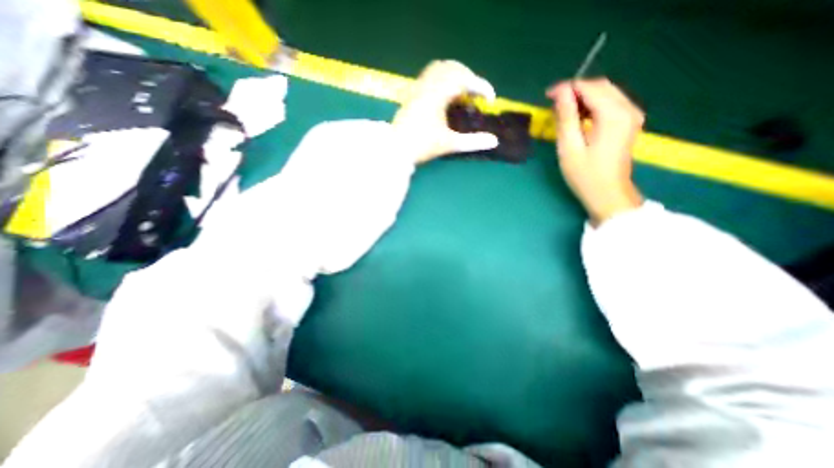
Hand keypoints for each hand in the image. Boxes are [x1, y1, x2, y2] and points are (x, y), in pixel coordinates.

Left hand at [394, 60, 497, 161]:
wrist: (396, 150)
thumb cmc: (422, 146)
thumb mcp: (449, 144)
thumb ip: (473, 142)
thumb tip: (494, 141)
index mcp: (438, 94)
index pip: (465, 79)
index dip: (482, 87)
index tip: (491, 100)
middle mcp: (427, 85)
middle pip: (453, 67)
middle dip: (469, 77)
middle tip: (476, 94)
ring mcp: (417, 88)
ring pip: (438, 68)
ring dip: (454, 75)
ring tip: (461, 93)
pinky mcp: (411, 94)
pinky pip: (428, 76)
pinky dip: (441, 79)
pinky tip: (444, 97)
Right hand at [549, 77, 644, 224]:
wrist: (608, 193)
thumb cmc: (585, 174)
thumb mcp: (569, 147)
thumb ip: (566, 117)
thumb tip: (560, 92)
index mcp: (614, 115)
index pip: (590, 88)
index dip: (567, 88)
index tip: (547, 95)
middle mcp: (628, 109)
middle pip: (601, 86)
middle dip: (575, 90)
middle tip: (553, 103)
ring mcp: (632, 115)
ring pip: (606, 93)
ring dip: (583, 98)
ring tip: (562, 111)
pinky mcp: (629, 122)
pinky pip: (610, 103)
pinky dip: (592, 105)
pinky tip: (579, 117)